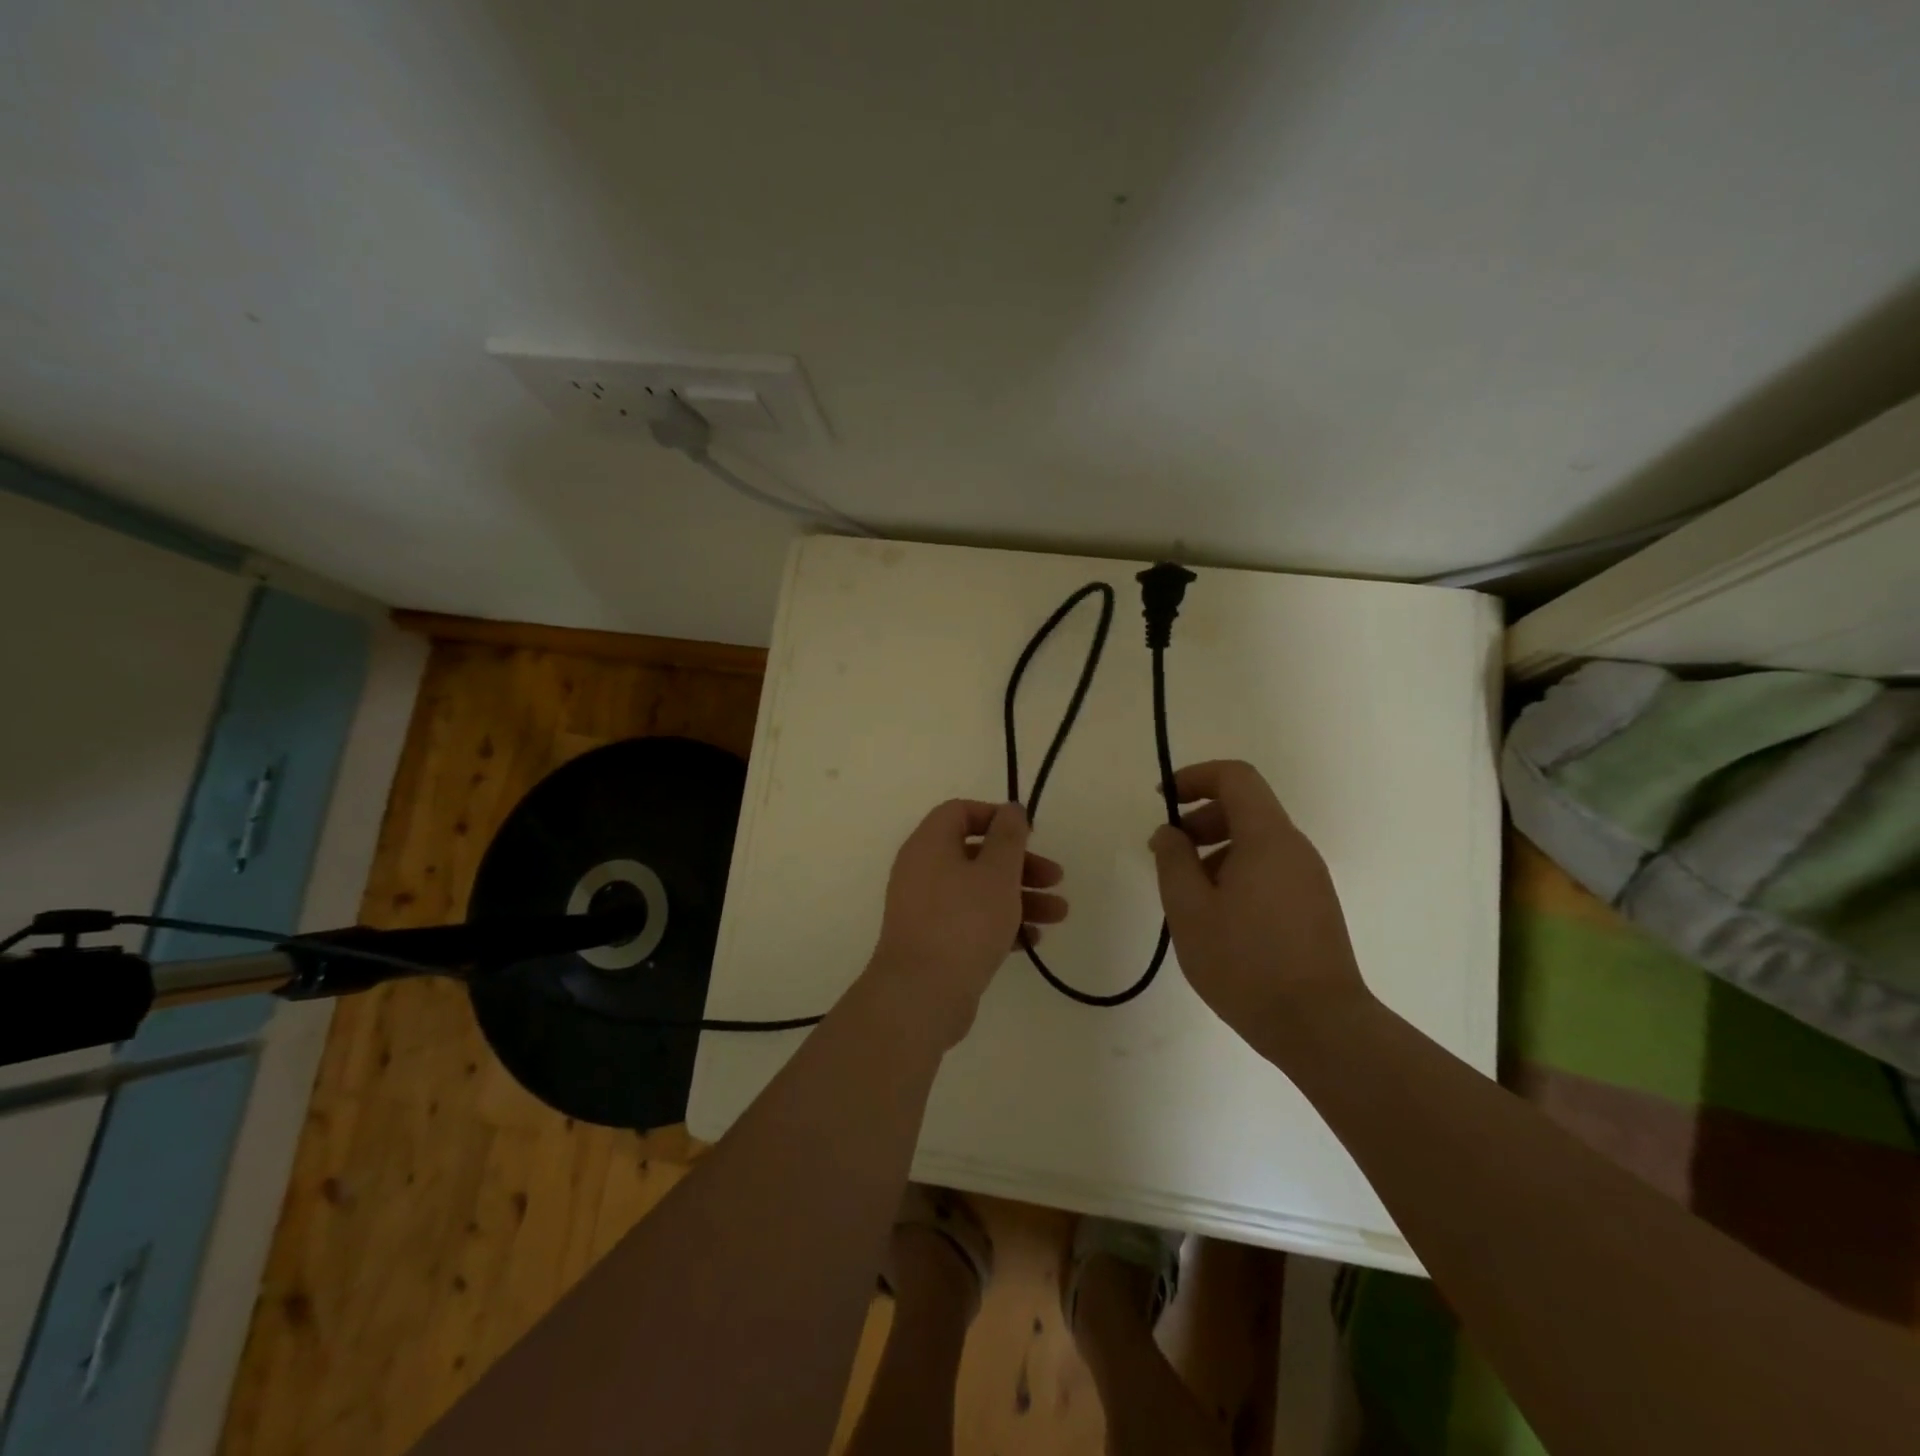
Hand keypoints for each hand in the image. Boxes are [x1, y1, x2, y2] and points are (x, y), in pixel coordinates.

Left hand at [866, 800, 1066, 1049]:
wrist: (921, 995)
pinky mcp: (933, 941)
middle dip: (1020, 864)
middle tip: (1056, 878)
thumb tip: (1011, 809)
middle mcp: (922, 870)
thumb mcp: (997, 872)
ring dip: (1019, 896)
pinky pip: (970, 921)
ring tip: (1059, 915)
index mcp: (929, 845)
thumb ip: (1008, 836)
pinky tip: (1032, 939)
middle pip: (976, 853)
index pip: (960, 812)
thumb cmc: (964, 922)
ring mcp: (925, 908)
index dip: (996, 818)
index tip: (1028, 835)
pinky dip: (1000, 923)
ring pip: (978, 890)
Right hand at [1148, 761, 1369, 1047]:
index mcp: (1268, 839)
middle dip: (1200, 818)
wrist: (1320, 1027)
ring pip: (1256, 841)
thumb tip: (1170, 832)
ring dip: (1215, 849)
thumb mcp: (1189, 910)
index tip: (1164, 800)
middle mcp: (1295, 849)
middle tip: (1168, 852)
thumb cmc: (1246, 963)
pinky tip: (1216, 916)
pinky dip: (1236, 872)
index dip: (1195, 777)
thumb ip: (1173, 861)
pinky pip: (1269, 868)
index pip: (1236, 777)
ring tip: (1187, 892)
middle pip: (1246, 807)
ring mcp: (1309, 879)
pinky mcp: (1314, 906)